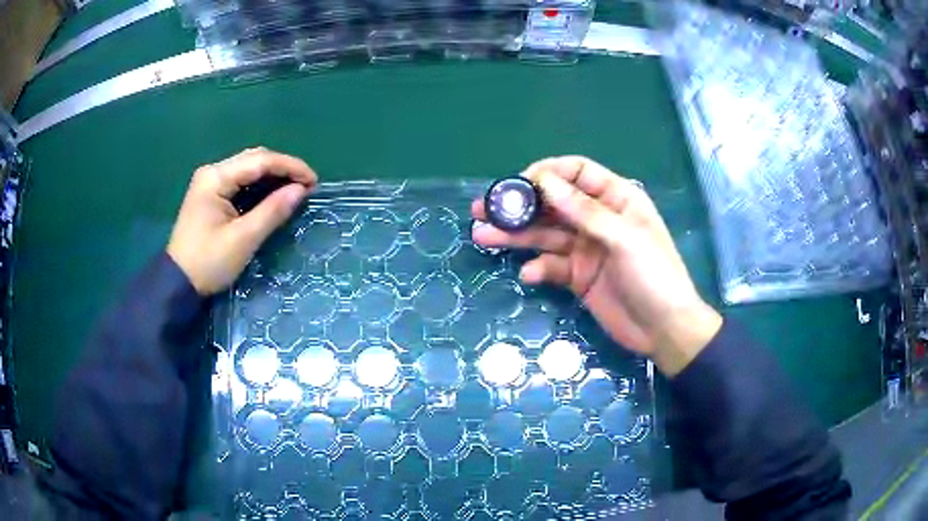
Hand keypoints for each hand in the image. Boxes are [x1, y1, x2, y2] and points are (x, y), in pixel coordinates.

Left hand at [167, 147, 316, 295]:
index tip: (314, 181)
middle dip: (283, 168)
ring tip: (295, 188)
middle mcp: (212, 172)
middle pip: (254, 158)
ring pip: (248, 167)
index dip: (290, 167)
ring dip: (273, 175)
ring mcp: (209, 182)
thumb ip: (272, 211)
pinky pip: (240, 180)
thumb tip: (301, 190)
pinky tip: (273, 193)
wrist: (178, 283)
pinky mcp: (210, 194)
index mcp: (216, 177)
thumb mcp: (243, 239)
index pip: (260, 161)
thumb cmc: (209, 262)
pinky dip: (259, 184)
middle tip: (307, 185)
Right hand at [472, 157, 720, 376]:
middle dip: (520, 206)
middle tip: (483, 208)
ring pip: (545, 235)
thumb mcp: (623, 239)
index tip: (518, 183)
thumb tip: (544, 180)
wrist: (664, 330)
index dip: (547, 173)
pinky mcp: (578, 276)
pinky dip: (539, 269)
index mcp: (616, 199)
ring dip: (516, 236)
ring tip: (482, 235)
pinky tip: (529, 275)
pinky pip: (551, 266)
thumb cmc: (654, 276)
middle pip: (553, 204)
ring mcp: (586, 249)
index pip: (577, 172)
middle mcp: (597, 219)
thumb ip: (584, 211)